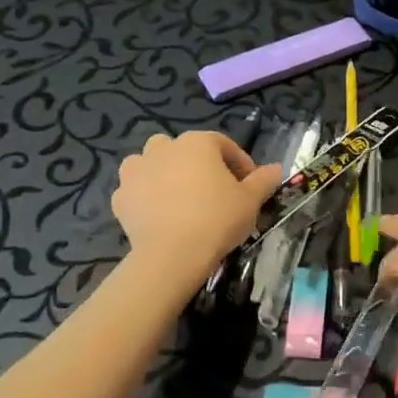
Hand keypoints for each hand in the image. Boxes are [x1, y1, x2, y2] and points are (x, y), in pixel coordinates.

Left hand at [111, 131, 280, 291]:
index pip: (224, 145)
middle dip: (198, 165)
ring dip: (164, 173)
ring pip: (152, 162)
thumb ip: (263, 180)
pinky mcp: (120, 196)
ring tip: (179, 198)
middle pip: (185, 150)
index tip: (248, 186)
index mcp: (198, 142)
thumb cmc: (217, 219)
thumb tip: (277, 168)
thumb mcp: (250, 200)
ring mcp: (137, 170)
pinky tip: (157, 215)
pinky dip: (144, 197)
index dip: (239, 164)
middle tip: (213, 192)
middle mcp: (165, 147)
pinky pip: (135, 189)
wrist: (171, 255)